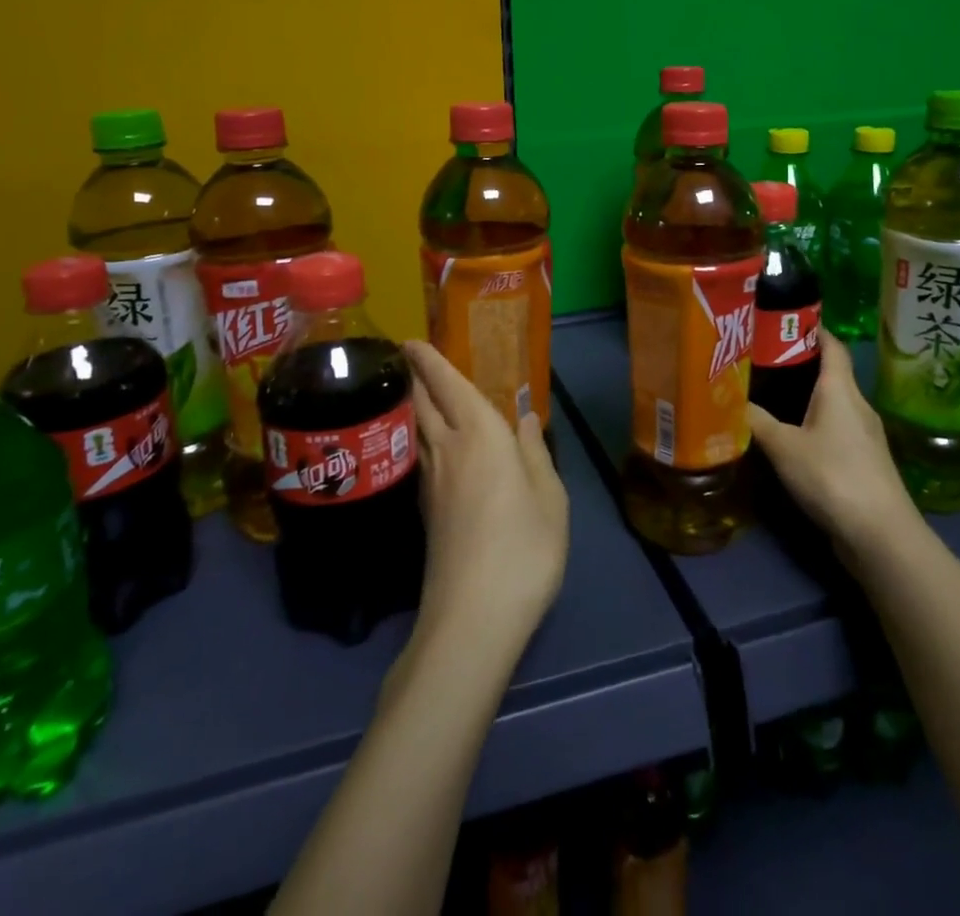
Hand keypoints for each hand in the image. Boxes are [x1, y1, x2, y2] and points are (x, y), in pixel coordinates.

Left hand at [404, 342, 568, 656]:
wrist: (472, 617)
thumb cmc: (523, 547)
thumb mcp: (550, 497)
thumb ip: (534, 452)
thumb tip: (525, 417)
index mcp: (480, 435)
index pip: (448, 385)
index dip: (429, 360)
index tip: (410, 341)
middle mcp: (448, 450)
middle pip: (423, 403)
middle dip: (415, 377)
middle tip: (409, 358)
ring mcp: (431, 483)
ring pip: (417, 430)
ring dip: (415, 405)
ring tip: (421, 393)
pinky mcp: (425, 512)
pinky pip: (420, 455)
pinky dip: (422, 436)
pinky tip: (434, 447)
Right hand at [747, 332, 919, 562]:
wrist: (880, 534)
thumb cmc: (832, 476)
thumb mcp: (783, 446)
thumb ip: (756, 420)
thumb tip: (729, 398)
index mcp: (840, 389)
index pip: (831, 344)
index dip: (810, 328)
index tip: (782, 320)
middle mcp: (857, 405)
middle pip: (830, 372)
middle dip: (798, 362)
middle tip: (761, 358)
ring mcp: (864, 434)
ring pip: (832, 402)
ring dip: (805, 396)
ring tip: (769, 393)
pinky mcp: (864, 461)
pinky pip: (835, 428)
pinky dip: (813, 422)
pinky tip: (790, 435)